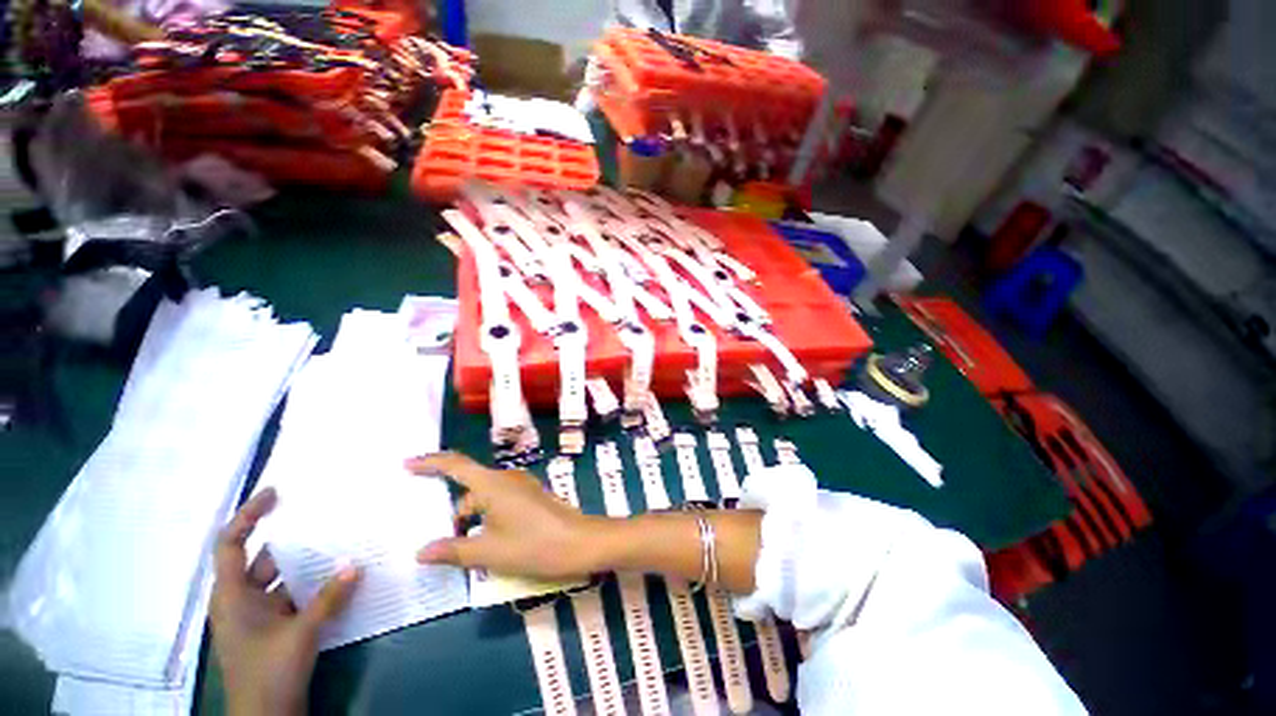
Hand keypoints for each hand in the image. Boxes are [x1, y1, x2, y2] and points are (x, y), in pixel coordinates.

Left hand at [210, 488, 361, 715]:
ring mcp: (255, 617)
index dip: (248, 516)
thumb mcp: (302, 634)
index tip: (276, 493)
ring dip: (305, 565)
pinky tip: (335, 580)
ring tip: (337, 545)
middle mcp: (239, 601)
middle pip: (260, 560)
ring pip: (278, 579)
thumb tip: (356, 563)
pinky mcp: (271, 629)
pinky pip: (290, 596)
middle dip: (289, 540)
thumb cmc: (270, 673)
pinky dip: (310, 586)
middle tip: (322, 518)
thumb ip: (329, 597)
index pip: (230, 545)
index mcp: (232, 597)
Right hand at [408, 452, 604, 579]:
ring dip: (472, 521)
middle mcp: (507, 479)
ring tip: (464, 553)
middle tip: (441, 544)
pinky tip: (487, 545)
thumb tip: (420, 552)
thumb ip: (453, 550)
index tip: (407, 464)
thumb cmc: (533, 544)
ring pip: (485, 499)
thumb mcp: (488, 552)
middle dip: (454, 514)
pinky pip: (500, 503)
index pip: (456, 465)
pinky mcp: (532, 498)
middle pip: (470, 489)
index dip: (431, 463)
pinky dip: (487, 520)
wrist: (580, 542)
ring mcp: (522, 487)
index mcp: (492, 484)